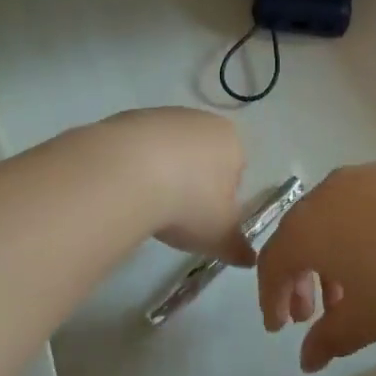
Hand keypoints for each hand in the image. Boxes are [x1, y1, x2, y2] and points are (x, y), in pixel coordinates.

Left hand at [97, 108, 253, 266]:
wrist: (127, 173)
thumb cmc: (188, 202)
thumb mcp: (219, 235)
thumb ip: (237, 247)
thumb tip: (250, 259)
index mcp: (230, 140)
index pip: (235, 170)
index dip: (221, 198)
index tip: (204, 219)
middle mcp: (200, 120)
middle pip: (201, 156)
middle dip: (192, 182)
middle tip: (176, 214)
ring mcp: (162, 116)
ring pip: (168, 150)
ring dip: (161, 174)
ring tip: (147, 204)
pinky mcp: (128, 118)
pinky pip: (137, 148)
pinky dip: (134, 167)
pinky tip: (125, 188)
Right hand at [256, 163, 375, 371]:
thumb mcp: (368, 318)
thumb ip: (331, 337)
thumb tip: (306, 358)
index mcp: (308, 227)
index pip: (273, 261)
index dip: (271, 297)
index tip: (280, 327)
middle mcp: (325, 193)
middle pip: (298, 235)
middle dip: (299, 276)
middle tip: (311, 314)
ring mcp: (360, 176)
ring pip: (329, 218)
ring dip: (328, 256)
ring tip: (351, 291)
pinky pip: (357, 204)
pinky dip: (355, 234)